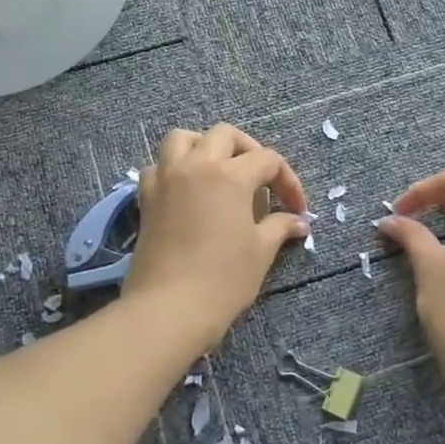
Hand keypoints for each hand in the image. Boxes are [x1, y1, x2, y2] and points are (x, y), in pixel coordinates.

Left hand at [123, 124, 310, 349]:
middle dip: (248, 150)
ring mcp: (166, 178)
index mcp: (230, 175)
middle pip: (225, 135)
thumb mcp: (260, 252)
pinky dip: (174, 168)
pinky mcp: (146, 197)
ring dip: (204, 146)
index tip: (297, 209)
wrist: (168, 308)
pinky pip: (158, 166)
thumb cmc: (223, 279)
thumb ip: (280, 227)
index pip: (267, 160)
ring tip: (219, 171)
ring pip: (183, 139)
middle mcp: (196, 165)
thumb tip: (298, 221)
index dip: (288, 181)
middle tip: (260, 180)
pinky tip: (186, 190)